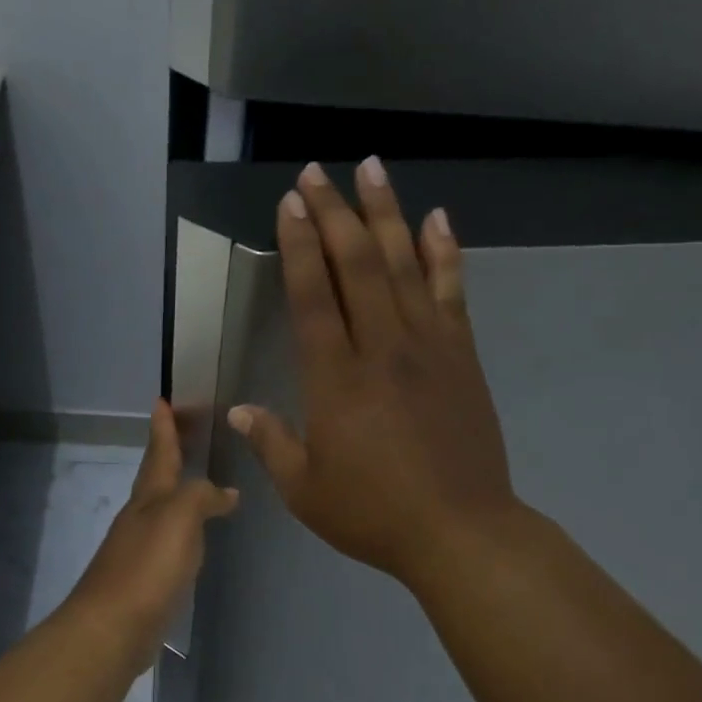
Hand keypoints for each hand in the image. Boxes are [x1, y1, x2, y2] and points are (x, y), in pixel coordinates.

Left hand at [65, 398, 238, 668]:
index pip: (159, 454)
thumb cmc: (147, 567)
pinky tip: (192, 540)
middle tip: (183, 433)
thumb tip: (225, 492)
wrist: (113, 628)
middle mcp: (139, 519)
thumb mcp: (179, 518)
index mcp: (148, 499)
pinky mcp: (144, 580)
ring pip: (160, 510)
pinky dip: (181, 531)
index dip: (163, 428)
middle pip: (155, 479)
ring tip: (197, 483)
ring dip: (176, 493)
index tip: (162, 400)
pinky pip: (167, 543)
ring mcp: (138, 550)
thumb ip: (201, 497)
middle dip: (168, 455)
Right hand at [229, 159, 519, 588]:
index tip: (290, 204)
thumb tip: (239, 411)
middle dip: (334, 215)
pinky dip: (443, 253)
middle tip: (317, 173)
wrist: (460, 532)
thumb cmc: (373, 515)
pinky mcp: (462, 358)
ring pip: (404, 267)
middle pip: (357, 267)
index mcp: (336, 382)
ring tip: (371, 170)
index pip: (313, 298)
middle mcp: (382, 350)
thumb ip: (271, 444)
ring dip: (385, 214)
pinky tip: (436, 219)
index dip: (299, 248)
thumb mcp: (305, 490)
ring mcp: (429, 348)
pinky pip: (451, 293)